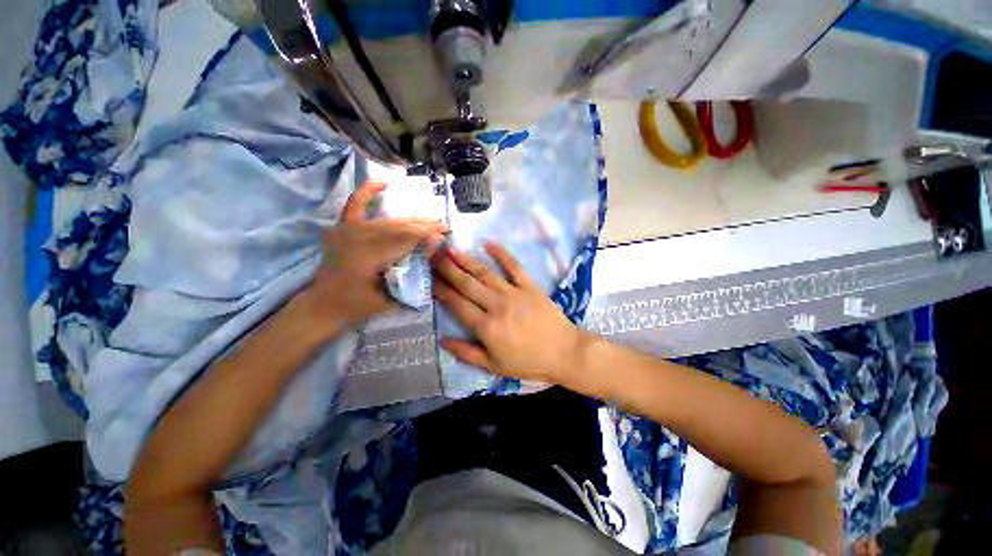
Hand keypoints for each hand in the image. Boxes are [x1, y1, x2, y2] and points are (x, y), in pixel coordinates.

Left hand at [302, 180, 446, 327]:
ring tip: (431, 219)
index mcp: (367, 256)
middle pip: (398, 227)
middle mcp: (357, 237)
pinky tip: (383, 183)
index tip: (445, 234)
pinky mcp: (342, 228)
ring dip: (411, 219)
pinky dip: (367, 192)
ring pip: (387, 220)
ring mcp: (347, 230)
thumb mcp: (390, 296)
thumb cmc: (358, 306)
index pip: (405, 239)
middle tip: (444, 226)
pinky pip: (356, 205)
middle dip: (424, 226)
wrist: (323, 305)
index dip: (427, 235)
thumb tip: (434, 245)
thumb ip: (412, 270)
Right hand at [433, 241, 586, 384]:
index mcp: (486, 327)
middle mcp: (496, 306)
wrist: (563, 352)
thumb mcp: (493, 366)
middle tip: (433, 255)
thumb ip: (466, 353)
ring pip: (485, 274)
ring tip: (450, 248)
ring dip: (466, 260)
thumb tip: (441, 339)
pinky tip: (488, 243)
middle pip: (467, 284)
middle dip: (448, 269)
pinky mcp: (530, 286)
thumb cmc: (527, 362)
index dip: (442, 290)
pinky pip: (514, 267)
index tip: (430, 278)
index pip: (457, 304)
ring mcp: (514, 293)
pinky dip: (502, 253)